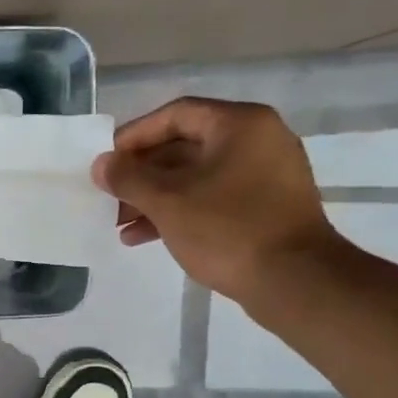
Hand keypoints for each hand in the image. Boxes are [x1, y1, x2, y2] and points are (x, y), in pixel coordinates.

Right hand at [93, 98, 338, 305]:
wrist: (295, 282)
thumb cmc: (227, 230)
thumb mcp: (167, 201)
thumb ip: (128, 178)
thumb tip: (101, 164)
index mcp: (240, 124)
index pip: (175, 115)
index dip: (134, 136)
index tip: (106, 162)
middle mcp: (258, 140)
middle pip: (185, 147)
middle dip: (142, 175)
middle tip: (110, 197)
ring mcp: (266, 175)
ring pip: (196, 177)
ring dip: (155, 198)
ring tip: (120, 224)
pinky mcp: (267, 207)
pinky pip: (214, 198)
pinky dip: (180, 212)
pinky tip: (145, 237)